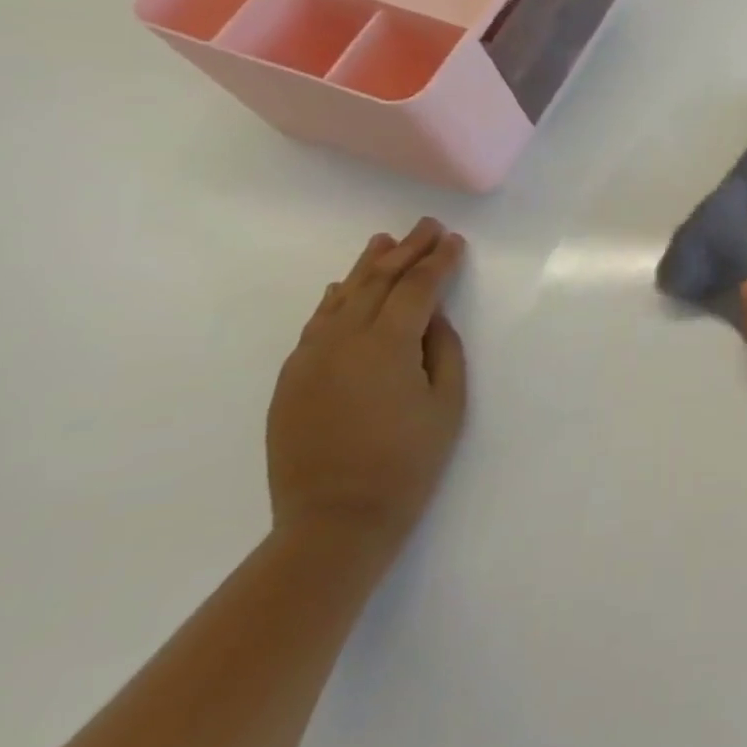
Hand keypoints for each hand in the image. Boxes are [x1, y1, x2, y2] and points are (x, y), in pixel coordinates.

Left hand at [267, 218, 468, 555]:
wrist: (335, 520)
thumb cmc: (408, 461)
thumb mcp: (446, 403)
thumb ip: (443, 350)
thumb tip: (433, 318)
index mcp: (386, 345)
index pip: (417, 289)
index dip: (438, 262)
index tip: (455, 240)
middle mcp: (342, 341)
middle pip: (376, 283)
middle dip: (405, 252)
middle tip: (426, 226)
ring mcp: (309, 360)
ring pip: (341, 299)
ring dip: (366, 267)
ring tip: (385, 242)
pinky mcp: (291, 379)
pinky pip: (315, 325)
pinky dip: (334, 300)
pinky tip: (343, 287)